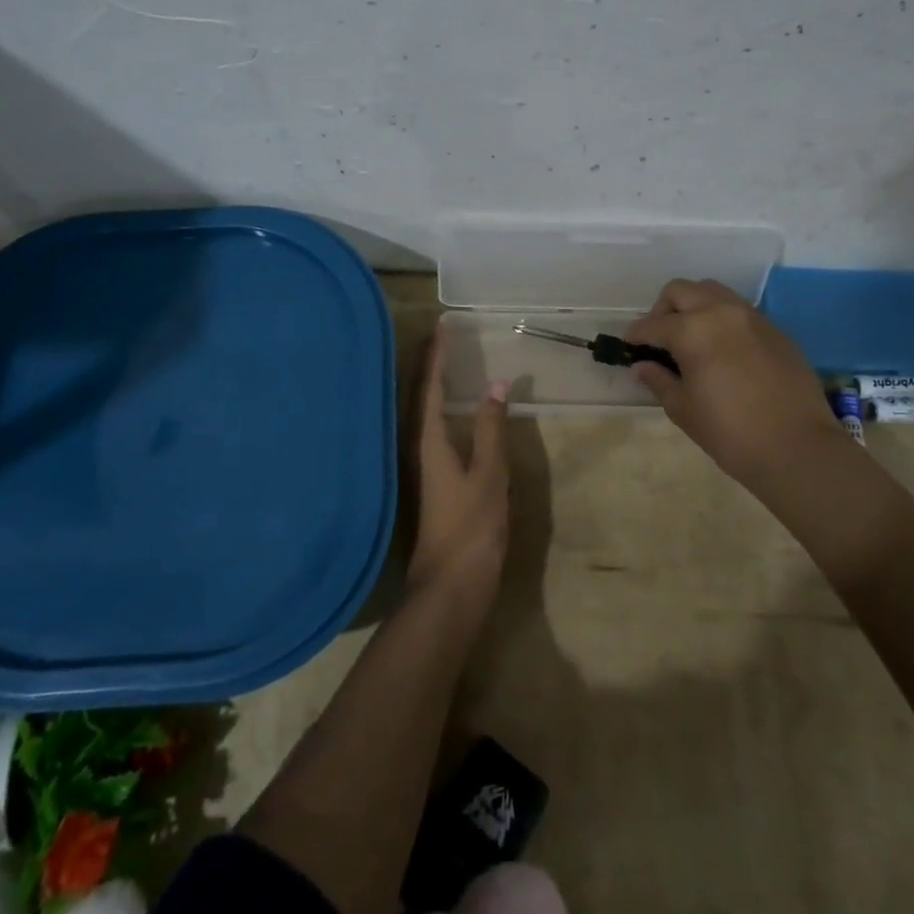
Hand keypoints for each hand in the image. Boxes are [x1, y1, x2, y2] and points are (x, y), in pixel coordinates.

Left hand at [407, 329, 510, 596]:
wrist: (450, 587)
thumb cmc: (471, 528)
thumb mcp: (490, 475)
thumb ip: (493, 429)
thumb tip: (497, 384)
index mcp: (428, 440)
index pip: (430, 387)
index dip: (436, 355)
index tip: (441, 326)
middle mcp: (415, 448)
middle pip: (418, 396)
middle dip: (427, 364)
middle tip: (438, 336)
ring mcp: (419, 467)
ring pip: (420, 414)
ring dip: (430, 385)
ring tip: (441, 363)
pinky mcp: (427, 483)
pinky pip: (428, 431)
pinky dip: (437, 410)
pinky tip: (447, 414)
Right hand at [627, 278, 851, 490]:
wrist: (798, 448)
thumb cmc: (730, 433)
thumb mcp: (684, 409)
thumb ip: (659, 380)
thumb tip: (642, 366)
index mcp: (692, 331)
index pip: (653, 324)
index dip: (636, 335)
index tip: (630, 346)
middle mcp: (721, 312)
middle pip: (681, 291)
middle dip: (663, 310)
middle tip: (659, 338)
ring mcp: (752, 317)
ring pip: (713, 292)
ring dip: (694, 306)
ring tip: (691, 336)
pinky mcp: (775, 329)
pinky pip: (739, 310)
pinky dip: (721, 318)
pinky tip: (722, 348)